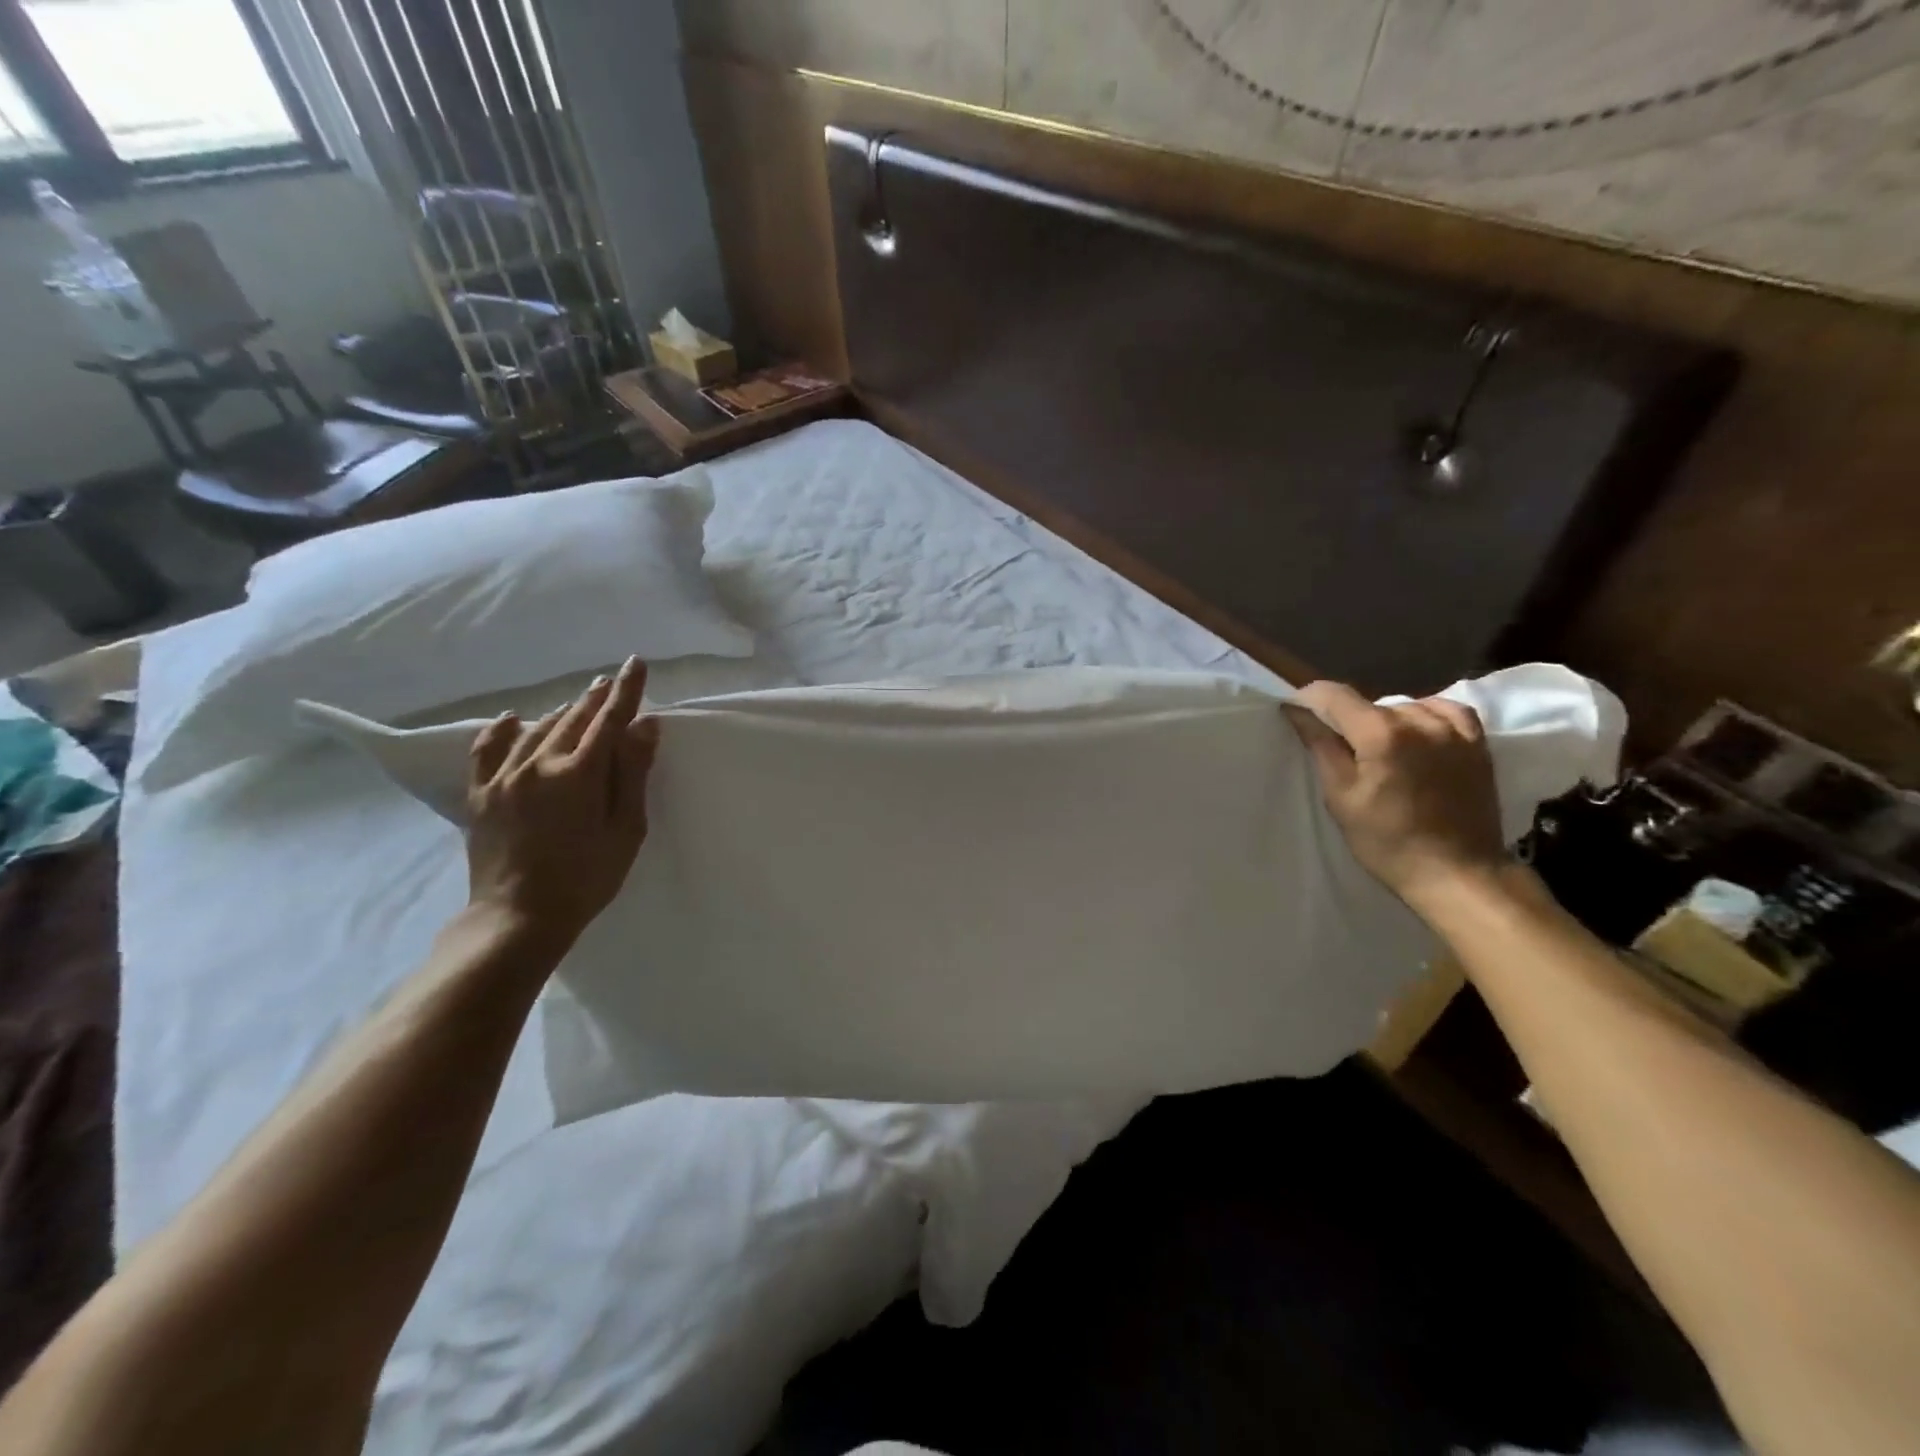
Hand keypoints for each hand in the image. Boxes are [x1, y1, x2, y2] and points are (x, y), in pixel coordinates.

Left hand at [464, 656, 659, 946]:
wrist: (518, 917)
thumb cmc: (587, 878)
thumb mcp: (625, 829)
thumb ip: (632, 773)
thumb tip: (644, 725)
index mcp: (579, 773)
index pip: (609, 719)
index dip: (626, 690)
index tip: (636, 664)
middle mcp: (538, 764)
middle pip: (573, 718)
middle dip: (596, 698)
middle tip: (610, 681)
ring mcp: (504, 778)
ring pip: (537, 729)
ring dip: (562, 712)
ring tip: (578, 702)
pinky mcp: (480, 795)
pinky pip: (487, 751)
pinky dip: (501, 731)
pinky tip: (511, 719)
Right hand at [1285, 680, 1507, 909]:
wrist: (1458, 873)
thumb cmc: (1388, 841)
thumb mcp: (1342, 797)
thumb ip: (1321, 747)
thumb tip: (1297, 711)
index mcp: (1381, 734)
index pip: (1334, 695)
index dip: (1309, 698)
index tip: (1296, 713)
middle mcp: (1420, 720)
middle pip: (1369, 704)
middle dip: (1348, 720)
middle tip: (1340, 751)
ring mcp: (1454, 730)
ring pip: (1404, 707)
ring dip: (1385, 721)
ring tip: (1380, 751)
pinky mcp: (1477, 743)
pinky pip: (1446, 711)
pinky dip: (1425, 716)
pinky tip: (1417, 734)